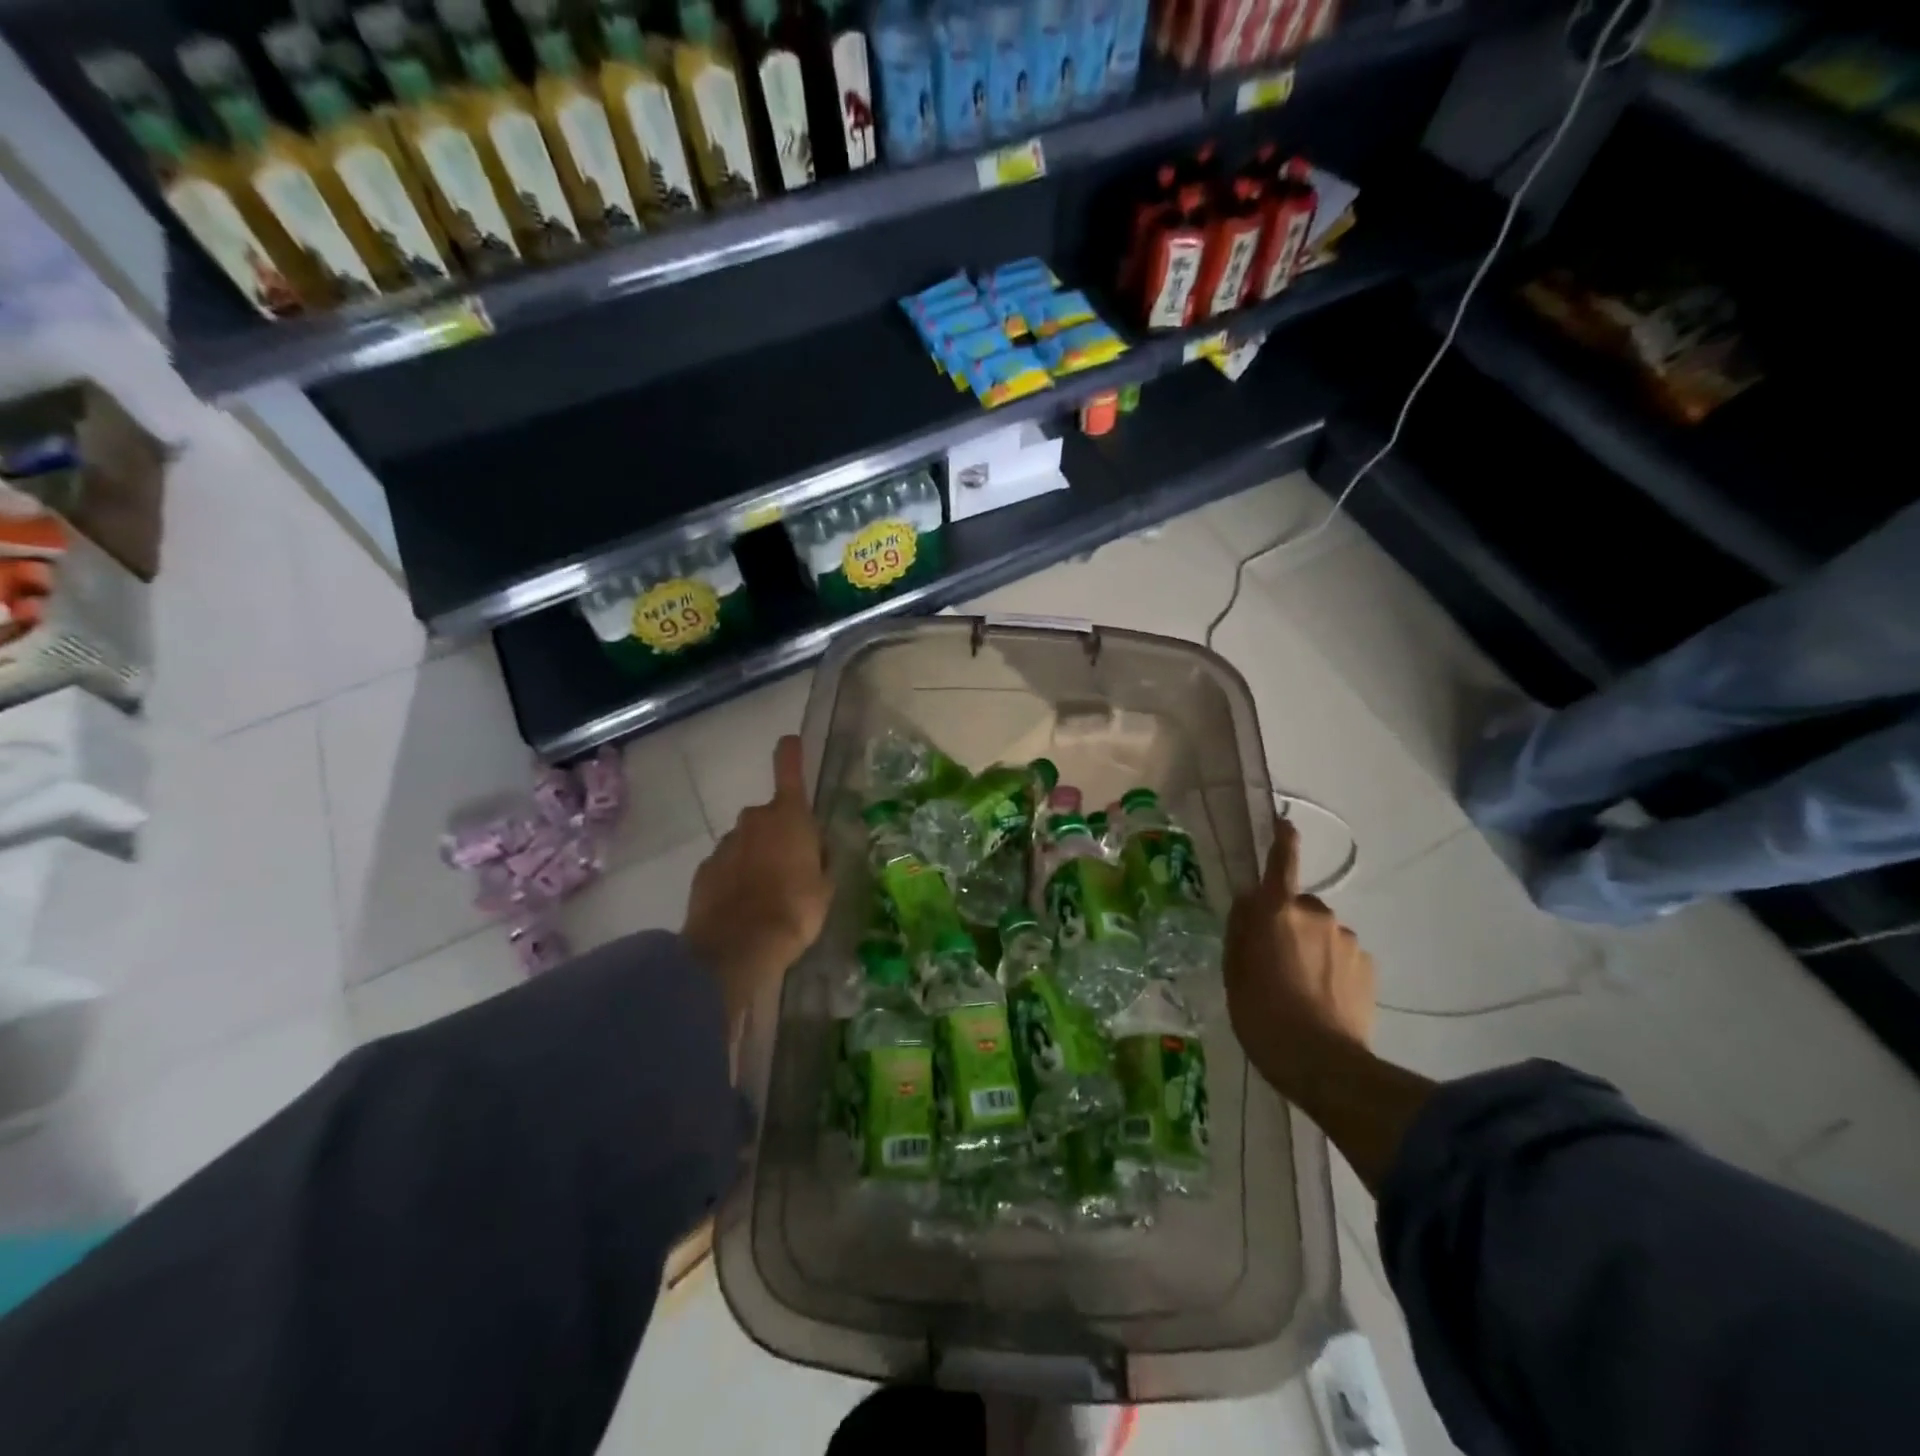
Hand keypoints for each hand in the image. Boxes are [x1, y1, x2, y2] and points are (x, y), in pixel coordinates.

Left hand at [682, 736, 831, 1030]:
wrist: (738, 947)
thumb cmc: (795, 909)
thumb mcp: (826, 887)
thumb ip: (820, 861)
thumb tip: (815, 851)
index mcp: (789, 818)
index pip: (790, 772)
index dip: (791, 755)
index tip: (789, 740)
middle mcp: (754, 821)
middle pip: (770, 817)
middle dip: (780, 835)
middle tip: (794, 870)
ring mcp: (725, 845)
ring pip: (747, 844)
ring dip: (757, 859)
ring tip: (768, 897)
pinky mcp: (704, 871)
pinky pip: (727, 867)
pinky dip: (736, 880)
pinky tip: (745, 907)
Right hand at [1223, 818, 1376, 1099]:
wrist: (1321, 1062)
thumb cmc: (1261, 1013)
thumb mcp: (1234, 970)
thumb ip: (1241, 929)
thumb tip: (1249, 902)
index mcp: (1277, 911)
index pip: (1281, 864)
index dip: (1283, 841)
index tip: (1286, 823)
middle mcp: (1317, 915)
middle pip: (1298, 907)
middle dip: (1289, 924)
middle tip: (1274, 962)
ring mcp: (1347, 940)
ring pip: (1322, 933)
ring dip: (1311, 948)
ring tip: (1299, 988)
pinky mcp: (1367, 966)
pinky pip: (1342, 956)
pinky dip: (1332, 969)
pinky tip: (1322, 999)